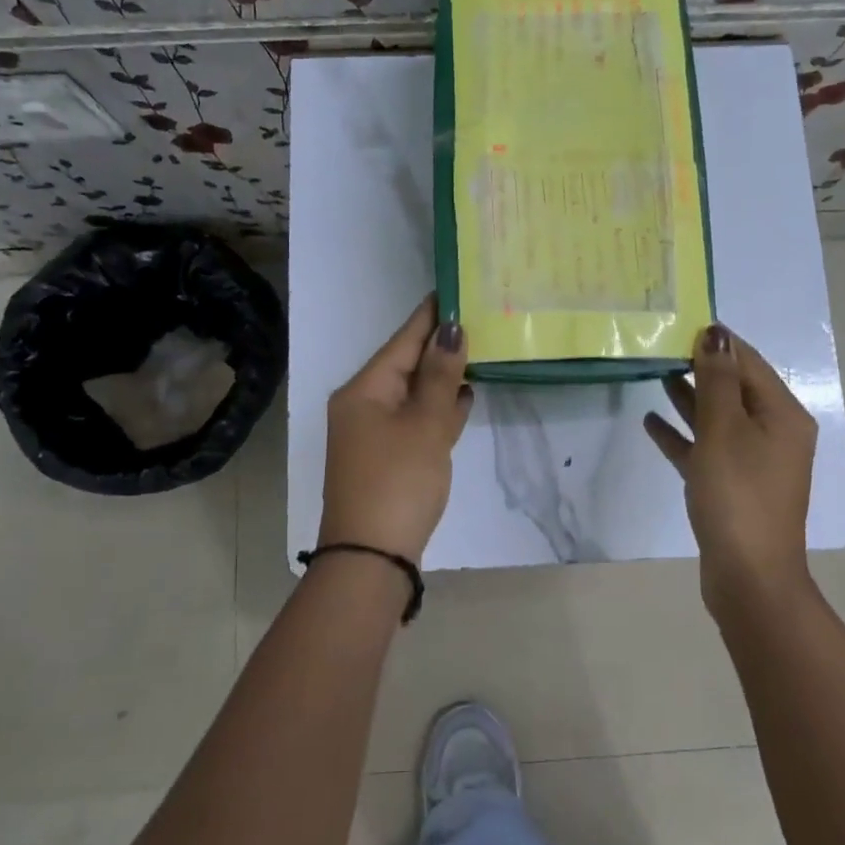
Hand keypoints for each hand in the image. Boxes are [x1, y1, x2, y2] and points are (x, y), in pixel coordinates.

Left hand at [319, 297, 473, 561]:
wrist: (372, 558)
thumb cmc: (397, 481)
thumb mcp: (423, 425)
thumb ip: (439, 377)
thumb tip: (452, 329)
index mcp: (364, 390)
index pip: (402, 340)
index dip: (431, 315)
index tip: (456, 287)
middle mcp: (365, 405)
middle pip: (407, 364)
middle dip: (441, 344)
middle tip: (480, 316)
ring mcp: (376, 434)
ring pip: (414, 393)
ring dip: (443, 375)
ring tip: (480, 349)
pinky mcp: (390, 457)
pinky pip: (417, 420)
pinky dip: (439, 408)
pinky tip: (465, 397)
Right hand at [644, 324, 817, 612]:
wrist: (748, 576)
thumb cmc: (738, 494)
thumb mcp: (724, 429)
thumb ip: (718, 380)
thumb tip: (716, 333)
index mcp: (782, 415)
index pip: (749, 363)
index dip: (718, 342)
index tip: (681, 322)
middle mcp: (773, 433)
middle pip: (734, 389)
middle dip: (700, 367)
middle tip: (660, 346)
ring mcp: (753, 462)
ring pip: (717, 418)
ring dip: (689, 398)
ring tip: (654, 374)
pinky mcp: (731, 486)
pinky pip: (705, 449)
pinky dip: (682, 435)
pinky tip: (651, 423)